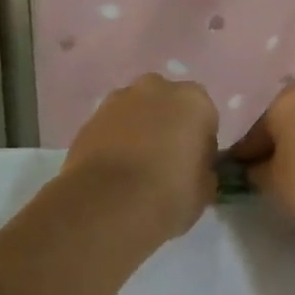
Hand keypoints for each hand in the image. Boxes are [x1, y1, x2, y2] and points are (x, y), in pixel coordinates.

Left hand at [63, 74, 218, 239]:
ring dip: (140, 130)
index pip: (205, 118)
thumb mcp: (205, 189)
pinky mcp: (89, 118)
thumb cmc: (168, 194)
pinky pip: (112, 126)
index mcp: (194, 101)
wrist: (107, 206)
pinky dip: (115, 141)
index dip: (200, 143)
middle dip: (168, 126)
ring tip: (135, 168)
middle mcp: (157, 89)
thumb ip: (204, 169)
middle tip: (165, 162)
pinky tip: (114, 171)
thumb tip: (195, 169)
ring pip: (137, 111)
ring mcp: (118, 100)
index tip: (194, 167)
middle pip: (169, 105)